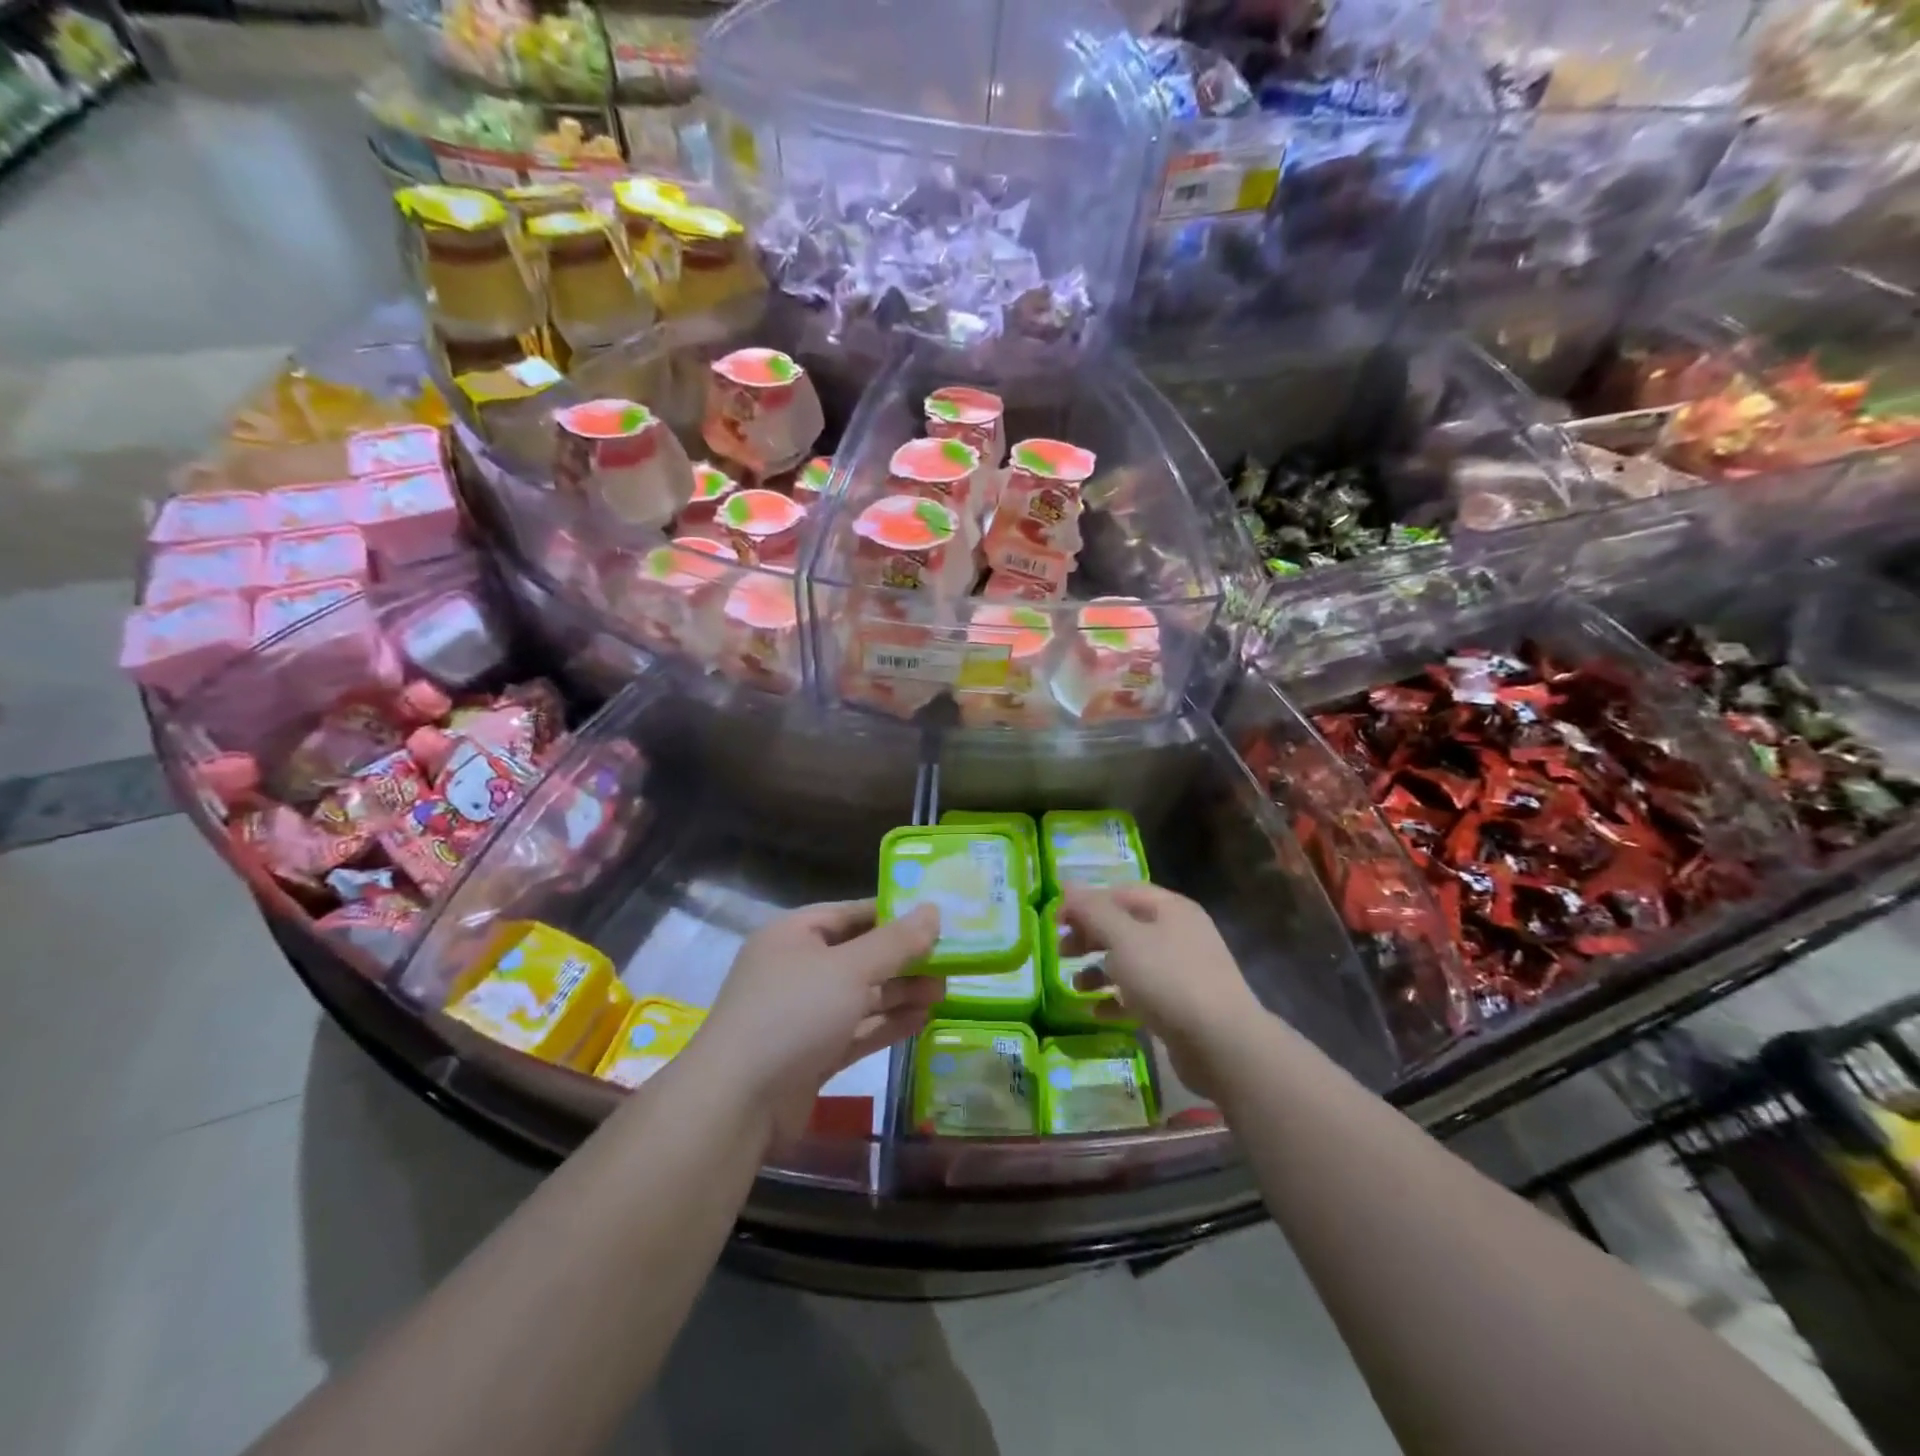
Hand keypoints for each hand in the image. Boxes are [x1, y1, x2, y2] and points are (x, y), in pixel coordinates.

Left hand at [696, 900, 942, 1143]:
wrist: (736, 1103)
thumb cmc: (793, 1014)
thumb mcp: (850, 969)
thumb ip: (895, 941)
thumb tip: (933, 910)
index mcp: (794, 934)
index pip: (852, 913)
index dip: (894, 913)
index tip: (937, 917)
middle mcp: (797, 968)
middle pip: (860, 954)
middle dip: (903, 958)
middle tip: (950, 960)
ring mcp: (804, 1014)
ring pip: (861, 995)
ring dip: (900, 992)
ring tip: (945, 991)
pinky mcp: (812, 1053)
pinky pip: (857, 1029)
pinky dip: (887, 1023)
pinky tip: (922, 1020)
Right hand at [1059, 884, 1263, 1099]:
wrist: (1223, 1044)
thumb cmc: (1168, 980)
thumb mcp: (1123, 939)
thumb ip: (1092, 911)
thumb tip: (1067, 886)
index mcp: (1170, 908)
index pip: (1119, 892)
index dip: (1085, 903)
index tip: (1056, 922)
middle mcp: (1178, 933)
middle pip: (1124, 926)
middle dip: (1089, 937)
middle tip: (1061, 952)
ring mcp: (1183, 971)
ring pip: (1131, 961)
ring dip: (1099, 971)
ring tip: (1075, 987)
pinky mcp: (1181, 1005)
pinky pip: (1141, 994)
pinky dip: (1116, 999)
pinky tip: (1096, 1012)